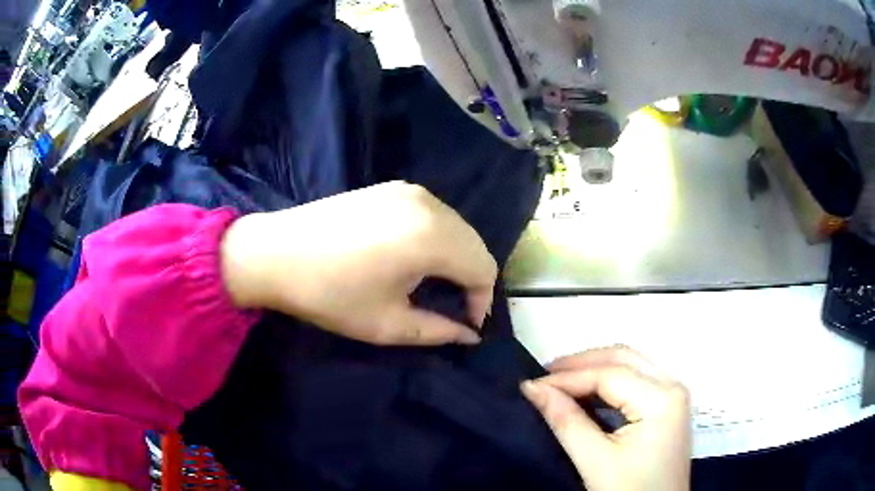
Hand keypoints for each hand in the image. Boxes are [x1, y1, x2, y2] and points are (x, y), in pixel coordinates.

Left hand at [220, 182, 496, 345]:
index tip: (465, 324)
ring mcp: (409, 190)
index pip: (483, 268)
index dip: (482, 300)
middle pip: (475, 243)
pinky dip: (438, 237)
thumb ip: (439, 332)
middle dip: (472, 278)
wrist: (275, 253)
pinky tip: (415, 256)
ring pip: (456, 226)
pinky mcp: (391, 187)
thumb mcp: (387, 324)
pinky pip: (433, 214)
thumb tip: (470, 335)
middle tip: (453, 307)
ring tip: (434, 284)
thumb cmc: (330, 294)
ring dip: (456, 257)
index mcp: (432, 237)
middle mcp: (428, 204)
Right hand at [521, 346, 690, 490]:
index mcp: (662, 398)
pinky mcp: (668, 406)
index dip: (568, 377)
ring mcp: (673, 394)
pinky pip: (637, 379)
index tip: (532, 385)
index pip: (610, 374)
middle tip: (544, 376)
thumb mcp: (596, 461)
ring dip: (595, 368)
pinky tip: (587, 393)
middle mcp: (673, 385)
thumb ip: (567, 421)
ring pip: (631, 364)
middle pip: (624, 358)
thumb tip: (533, 389)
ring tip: (560, 382)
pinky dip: (609, 381)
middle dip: (582, 363)